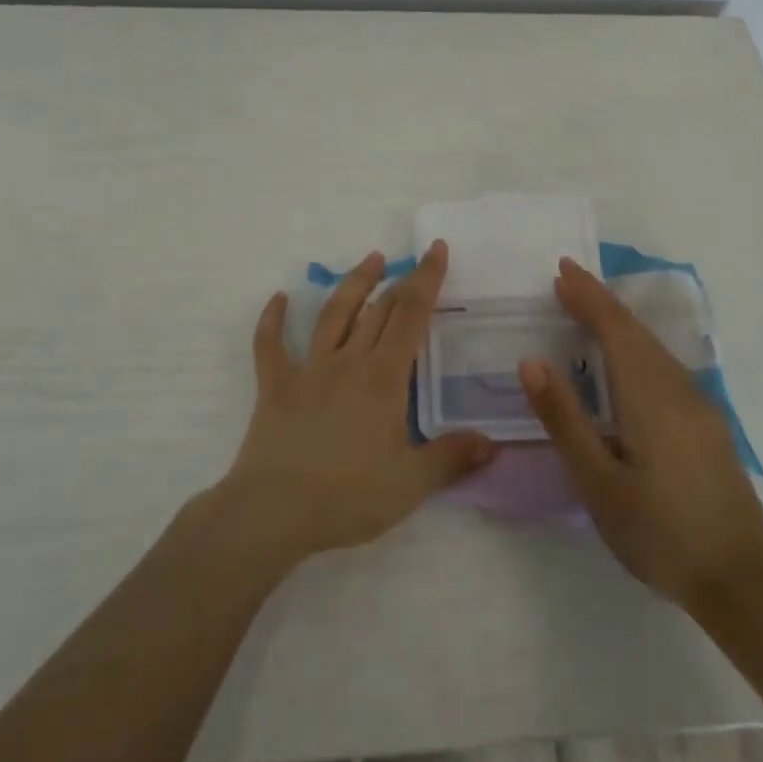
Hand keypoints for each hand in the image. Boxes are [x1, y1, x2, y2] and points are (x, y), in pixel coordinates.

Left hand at [216, 241, 497, 564]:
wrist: (275, 511)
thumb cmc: (348, 496)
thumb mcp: (411, 484)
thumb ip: (452, 458)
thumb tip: (492, 442)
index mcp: (384, 378)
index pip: (412, 315)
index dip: (427, 279)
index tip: (437, 249)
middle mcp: (348, 361)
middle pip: (378, 309)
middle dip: (400, 281)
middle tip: (414, 263)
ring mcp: (308, 369)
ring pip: (333, 314)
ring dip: (353, 284)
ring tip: (370, 260)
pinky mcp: (276, 386)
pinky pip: (270, 345)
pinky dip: (272, 320)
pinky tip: (278, 299)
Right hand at [518, 258, 762, 613]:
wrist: (744, 583)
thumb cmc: (660, 533)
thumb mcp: (598, 482)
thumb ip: (564, 419)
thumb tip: (531, 362)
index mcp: (649, 396)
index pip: (615, 329)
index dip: (588, 297)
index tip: (562, 270)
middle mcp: (678, 389)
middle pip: (636, 332)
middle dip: (601, 302)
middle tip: (567, 281)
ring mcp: (699, 407)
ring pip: (654, 348)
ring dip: (620, 324)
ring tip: (588, 311)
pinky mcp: (708, 426)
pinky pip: (665, 367)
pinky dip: (637, 347)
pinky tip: (627, 362)